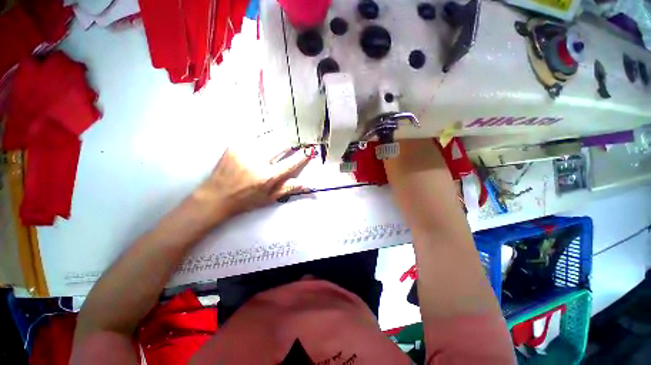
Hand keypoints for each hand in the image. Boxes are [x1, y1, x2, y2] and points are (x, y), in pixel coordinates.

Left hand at [190, 147, 311, 223]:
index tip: (309, 151)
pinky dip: (263, 137)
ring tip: (280, 141)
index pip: (291, 163)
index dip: (302, 156)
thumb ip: (288, 188)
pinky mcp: (235, 145)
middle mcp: (257, 161)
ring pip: (269, 137)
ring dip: (277, 139)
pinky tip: (264, 140)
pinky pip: (254, 136)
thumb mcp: (269, 198)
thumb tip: (307, 184)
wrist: (216, 196)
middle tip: (294, 145)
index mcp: (267, 176)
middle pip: (281, 145)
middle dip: (290, 144)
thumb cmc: (245, 200)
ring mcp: (245, 151)